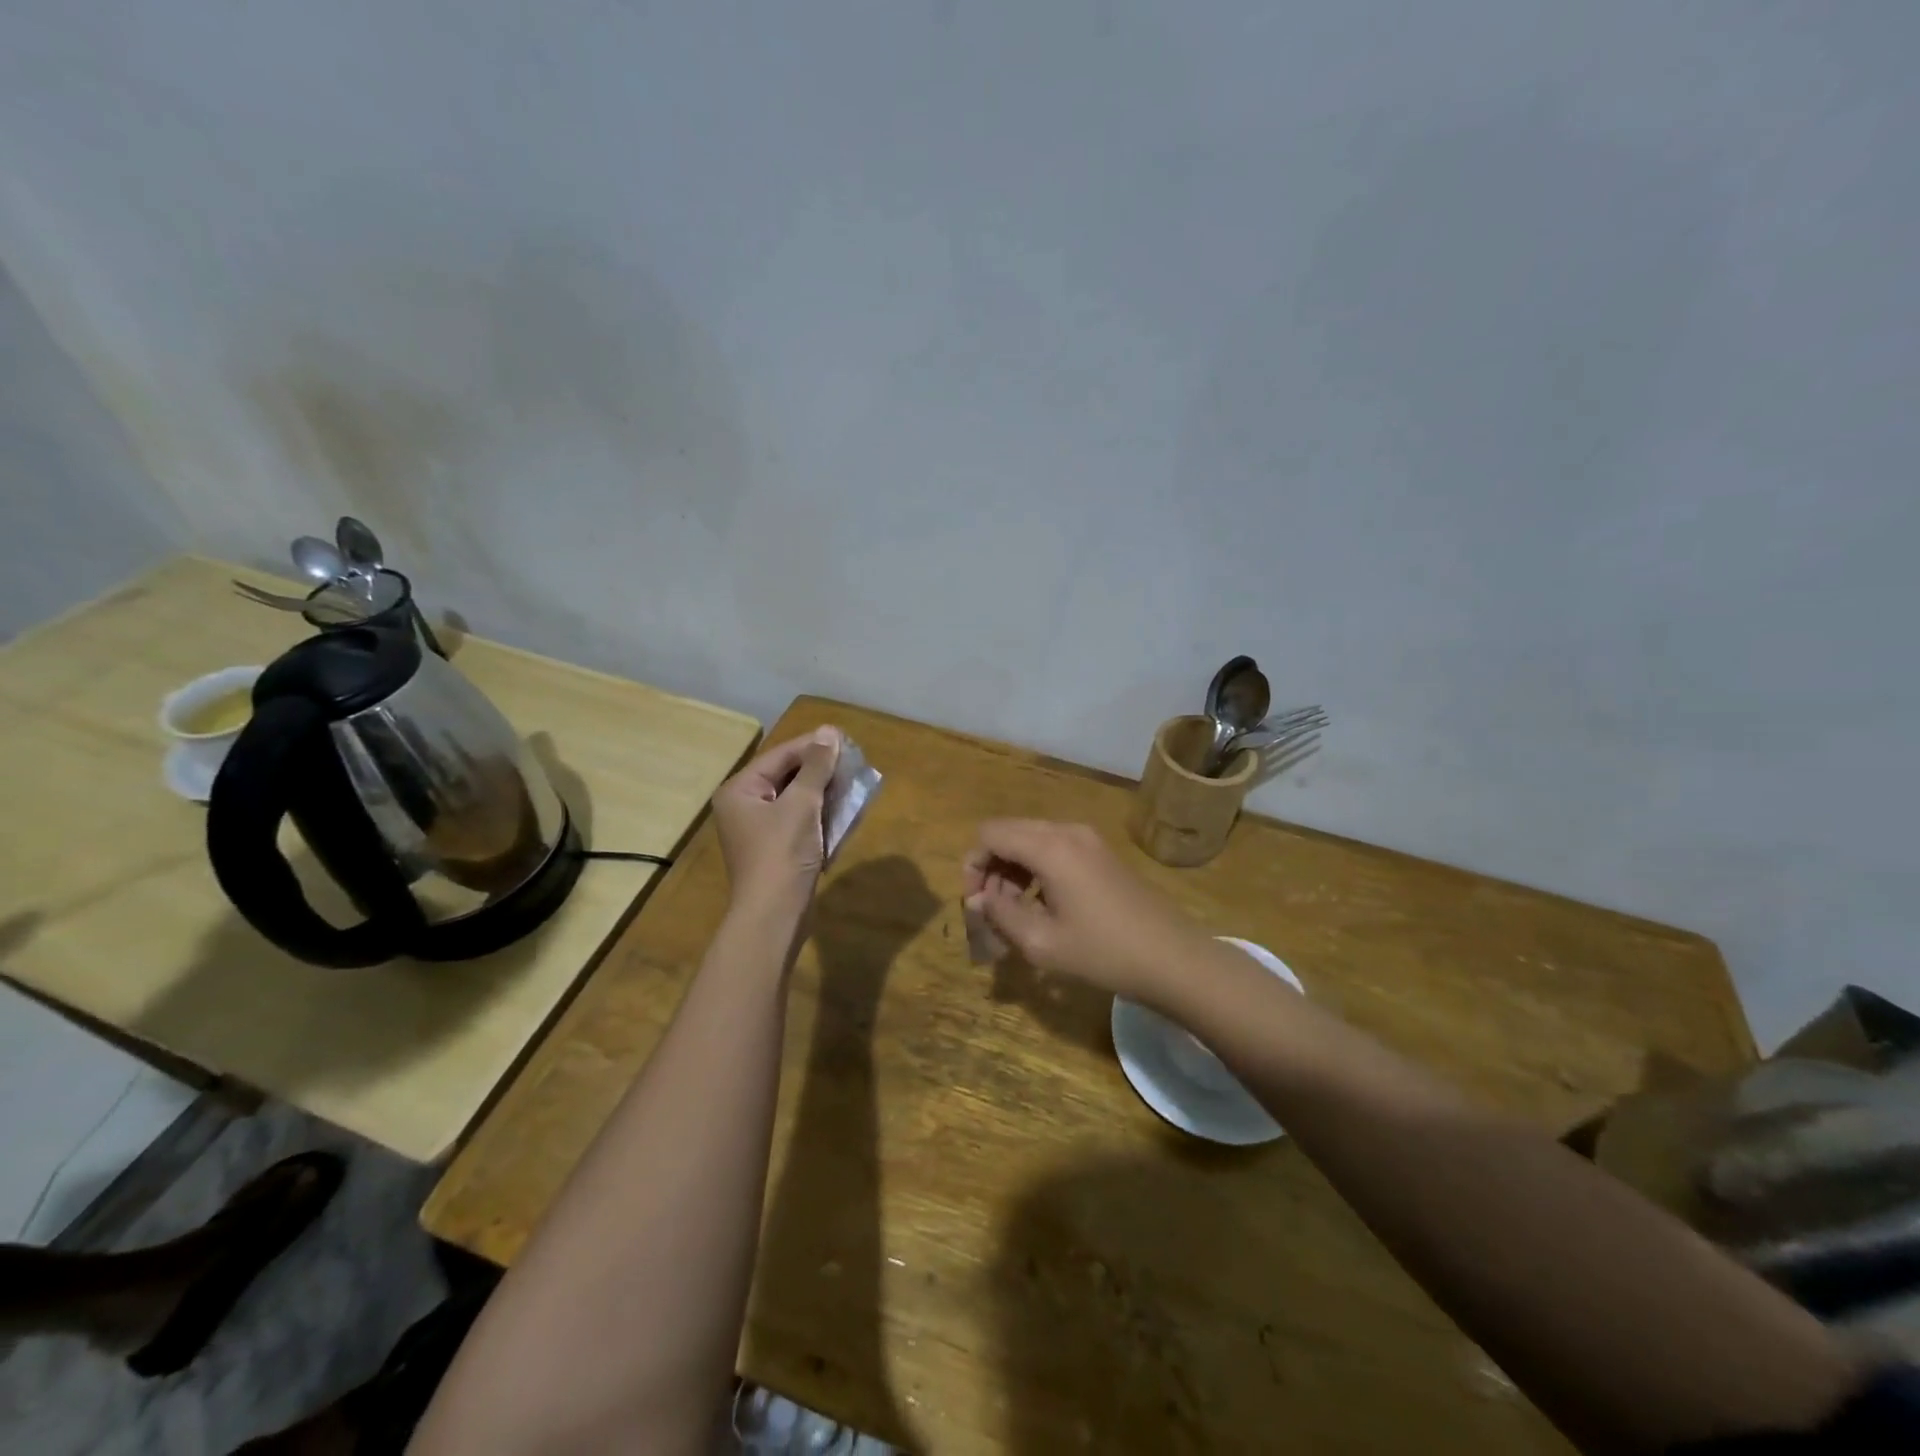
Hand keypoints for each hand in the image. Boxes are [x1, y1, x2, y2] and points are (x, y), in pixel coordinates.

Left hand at [712, 727, 841, 911]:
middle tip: (854, 761)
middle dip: (821, 770)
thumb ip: (816, 767)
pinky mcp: (777, 848)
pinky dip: (821, 814)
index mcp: (740, 790)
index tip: (846, 739)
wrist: (774, 916)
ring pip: (797, 798)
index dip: (814, 746)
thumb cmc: (782, 854)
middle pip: (787, 775)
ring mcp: (760, 829)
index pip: (781, 755)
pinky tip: (845, 810)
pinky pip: (800, 820)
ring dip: (825, 791)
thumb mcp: (802, 804)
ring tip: (854, 782)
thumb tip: (829, 732)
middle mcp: (745, 805)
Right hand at [961, 820, 1208, 1003]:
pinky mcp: (1101, 852)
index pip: (990, 834)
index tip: (977, 904)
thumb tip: (978, 899)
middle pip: (1009, 832)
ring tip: (1015, 912)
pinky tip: (1044, 905)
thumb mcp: (1041, 942)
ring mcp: (1088, 839)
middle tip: (993, 911)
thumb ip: (1000, 915)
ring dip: (1013, 870)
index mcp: (1050, 847)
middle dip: (992, 868)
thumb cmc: (1104, 953)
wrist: (1173, 958)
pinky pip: (1055, 847)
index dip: (973, 865)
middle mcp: (1067, 831)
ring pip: (1031, 839)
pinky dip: (1037, 869)